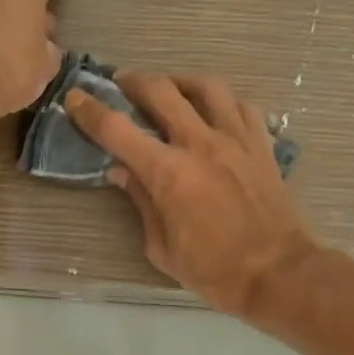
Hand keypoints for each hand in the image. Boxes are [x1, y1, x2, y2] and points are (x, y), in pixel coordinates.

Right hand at [64, 71, 319, 318]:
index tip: (75, 98)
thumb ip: (140, 202)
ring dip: (181, 82)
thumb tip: (121, 171)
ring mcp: (235, 139)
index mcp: (167, 172)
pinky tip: (215, 112)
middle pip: (160, 91)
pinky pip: (242, 105)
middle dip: (134, 81)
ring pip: (206, 86)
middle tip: (122, 83)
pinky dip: (223, 102)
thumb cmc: (213, 270)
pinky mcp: (261, 144)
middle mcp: (199, 143)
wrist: (278, 273)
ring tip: (171, 89)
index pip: (116, 129)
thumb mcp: (161, 247)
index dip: (89, 110)